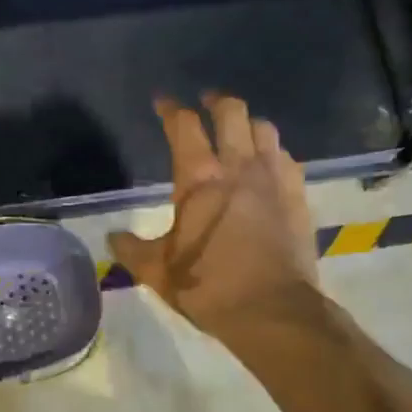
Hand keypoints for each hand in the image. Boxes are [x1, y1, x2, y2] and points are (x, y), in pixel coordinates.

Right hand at [108, 95, 317, 338]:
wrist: (273, 310)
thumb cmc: (208, 286)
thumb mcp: (157, 271)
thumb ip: (131, 249)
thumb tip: (113, 238)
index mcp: (199, 178)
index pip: (183, 125)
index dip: (170, 108)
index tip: (162, 102)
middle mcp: (238, 166)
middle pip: (231, 111)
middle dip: (215, 101)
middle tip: (205, 103)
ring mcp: (273, 178)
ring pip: (264, 128)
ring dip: (248, 123)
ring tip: (238, 131)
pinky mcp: (298, 195)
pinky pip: (287, 157)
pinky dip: (273, 152)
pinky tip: (268, 165)